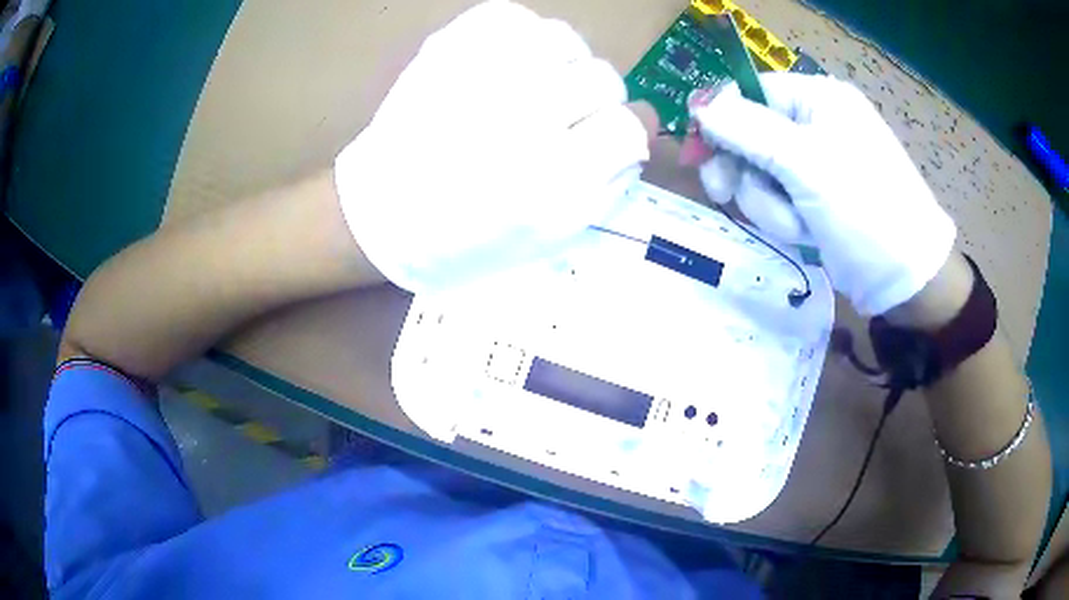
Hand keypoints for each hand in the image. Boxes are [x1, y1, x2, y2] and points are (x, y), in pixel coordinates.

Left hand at [334, 0, 652, 292]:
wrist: (377, 214)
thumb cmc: (463, 242)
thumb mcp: (549, 241)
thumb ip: (608, 188)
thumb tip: (641, 131)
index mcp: (548, 182)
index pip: (628, 126)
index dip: (625, 133)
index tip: (606, 140)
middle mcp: (519, 121)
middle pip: (604, 78)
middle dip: (595, 101)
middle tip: (564, 118)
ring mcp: (480, 75)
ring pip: (566, 39)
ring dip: (562, 64)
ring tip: (536, 86)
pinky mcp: (447, 48)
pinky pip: (515, 16)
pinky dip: (523, 36)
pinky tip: (510, 63)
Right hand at [690, 72, 955, 315]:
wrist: (907, 277)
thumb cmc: (864, 209)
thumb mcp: (806, 164)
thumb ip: (748, 129)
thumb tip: (699, 105)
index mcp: (817, 98)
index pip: (750, 92)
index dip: (721, 120)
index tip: (698, 153)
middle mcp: (815, 123)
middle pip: (750, 136)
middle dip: (747, 172)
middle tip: (723, 194)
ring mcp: (816, 162)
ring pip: (761, 174)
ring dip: (770, 204)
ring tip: (800, 225)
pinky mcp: (816, 197)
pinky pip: (778, 199)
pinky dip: (785, 219)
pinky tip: (807, 233)